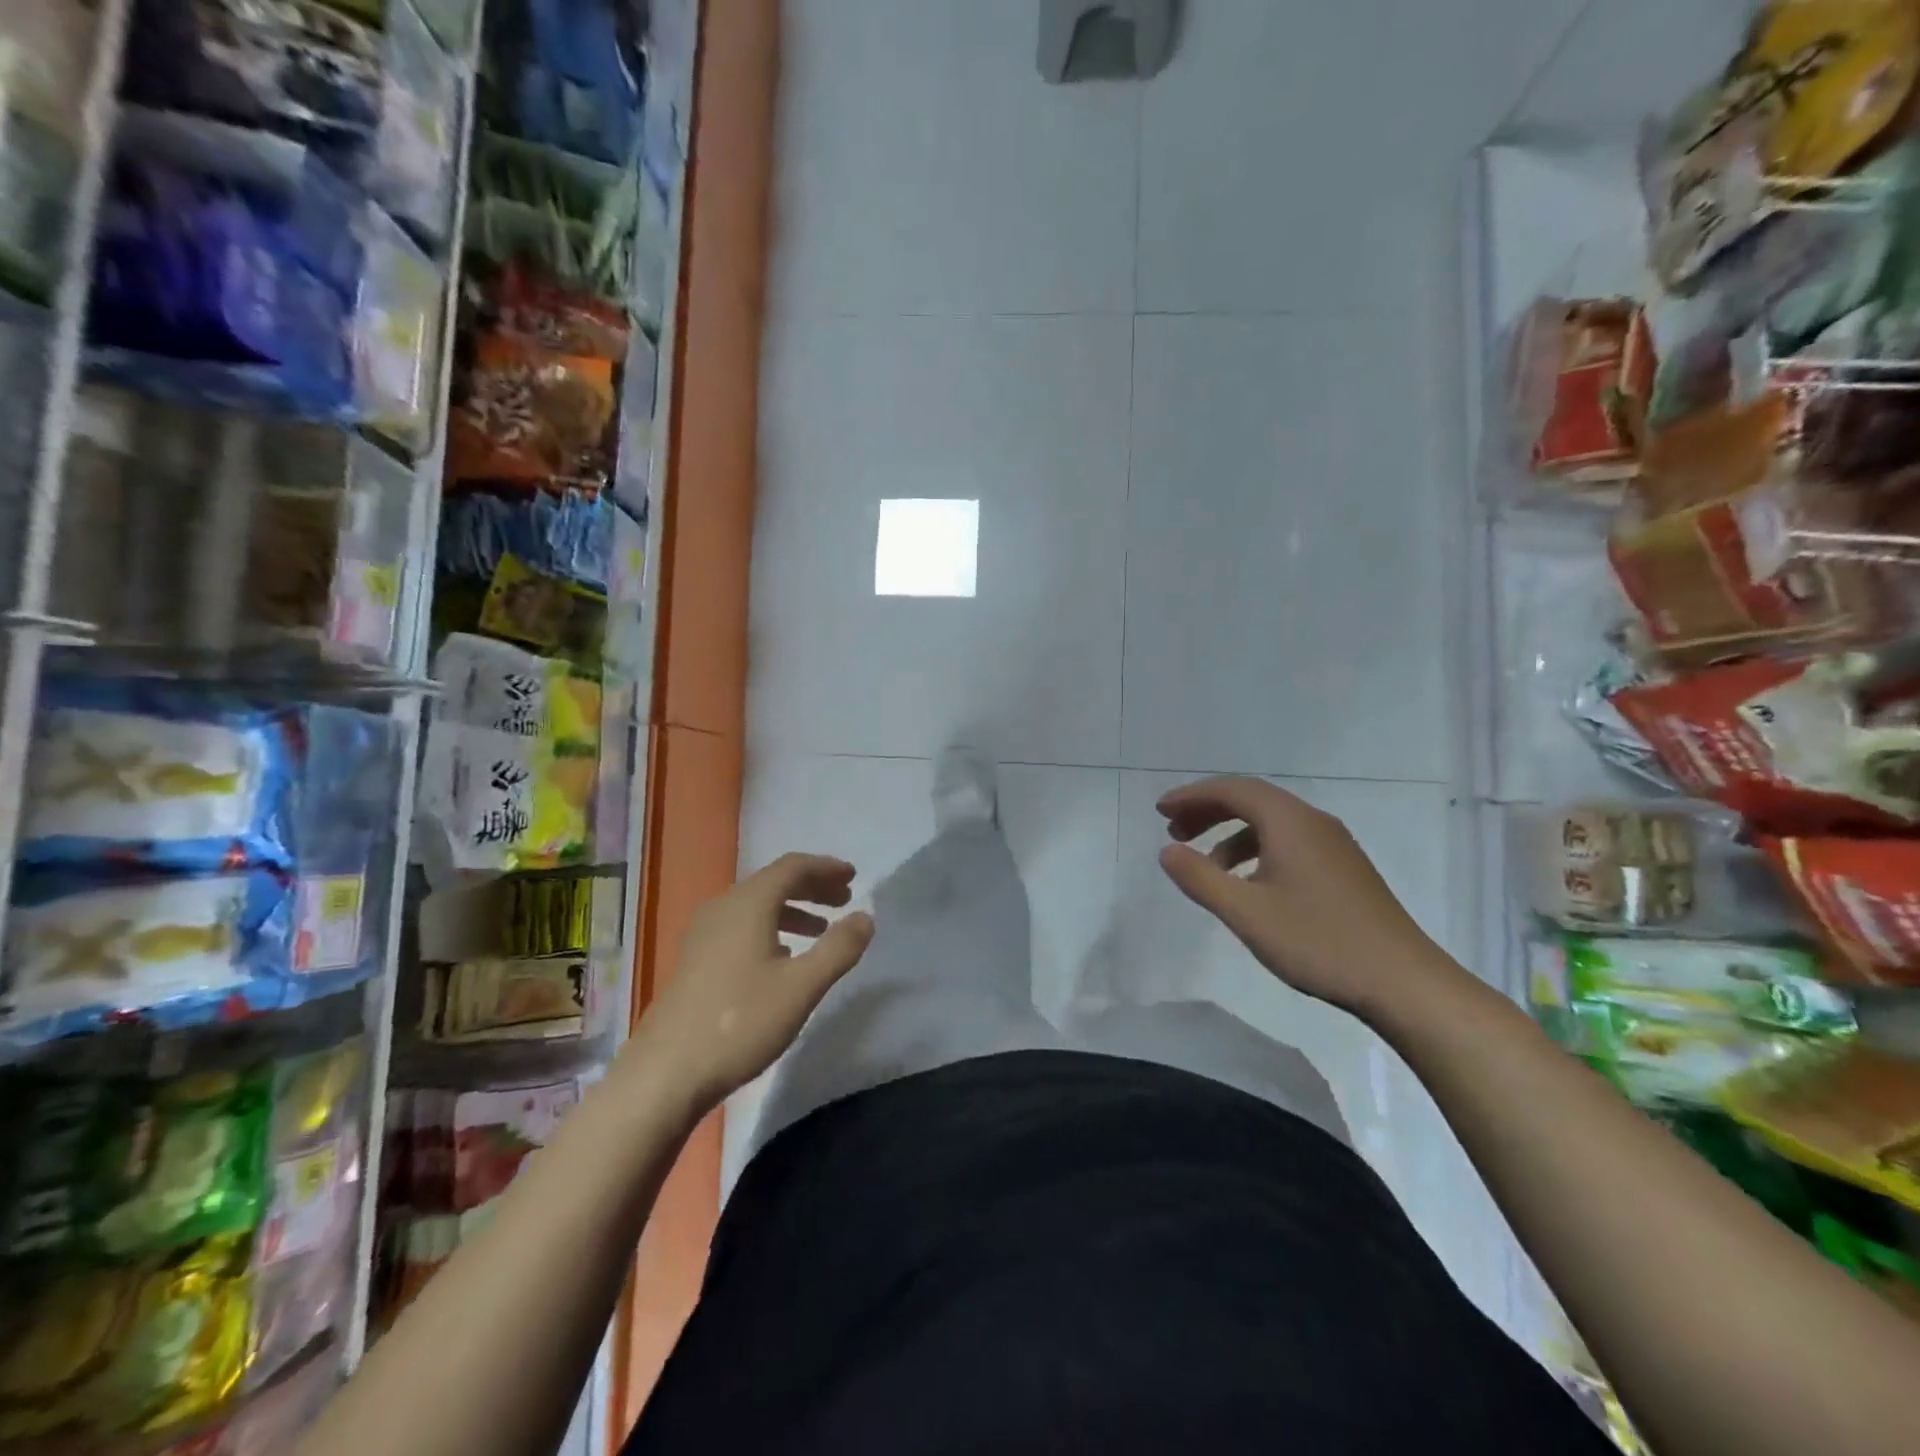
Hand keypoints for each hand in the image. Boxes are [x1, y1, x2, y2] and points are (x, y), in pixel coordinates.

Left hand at [638, 853, 874, 1109]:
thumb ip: (839, 948)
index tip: (853, 877)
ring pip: (756, 906)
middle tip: (844, 900)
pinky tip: (782, 957)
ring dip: (792, 910)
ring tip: (821, 930)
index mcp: (749, 904)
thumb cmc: (740, 1022)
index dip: (825, 868)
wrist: (665, 1073)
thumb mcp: (802, 986)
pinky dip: (770, 928)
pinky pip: (741, 926)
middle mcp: (723, 908)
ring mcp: (703, 934)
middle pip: (773, 882)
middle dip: (812, 888)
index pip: (793, 867)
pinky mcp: (695, 959)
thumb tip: (865, 917)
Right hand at [1156, 776, 1452, 1018]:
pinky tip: (1248, 885)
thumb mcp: (1246, 913)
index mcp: (1290, 822)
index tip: (1159, 811)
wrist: (1405, 983)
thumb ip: (1200, 878)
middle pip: (1252, 800)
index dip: (1192, 796)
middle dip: (1208, 811)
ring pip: (1271, 823)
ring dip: (1231, 834)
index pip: (1233, 789)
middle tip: (1174, 832)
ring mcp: (1334, 846)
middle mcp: (1313, 823)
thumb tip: (1167, 851)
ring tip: (1205, 866)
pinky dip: (1256, 851)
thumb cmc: (1319, 942)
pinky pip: (1289, 842)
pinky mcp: (1344, 870)